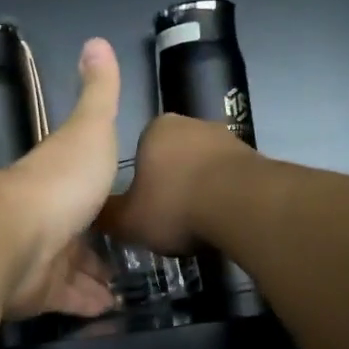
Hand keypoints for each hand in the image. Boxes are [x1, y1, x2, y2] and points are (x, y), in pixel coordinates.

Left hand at [0, 38, 122, 319]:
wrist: (15, 234)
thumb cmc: (60, 180)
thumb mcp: (90, 127)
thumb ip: (98, 92)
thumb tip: (97, 41)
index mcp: (59, 181)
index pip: (84, 191)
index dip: (104, 200)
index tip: (127, 210)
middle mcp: (48, 220)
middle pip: (79, 235)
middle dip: (100, 247)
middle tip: (132, 259)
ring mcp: (42, 259)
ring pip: (74, 272)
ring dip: (96, 280)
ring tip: (126, 289)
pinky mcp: (39, 293)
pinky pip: (68, 300)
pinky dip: (87, 304)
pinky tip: (110, 310)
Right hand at [97, 113, 255, 255]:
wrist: (242, 205)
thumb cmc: (175, 205)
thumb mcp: (129, 220)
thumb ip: (109, 216)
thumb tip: (92, 215)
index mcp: (156, 129)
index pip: (141, 151)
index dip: (142, 181)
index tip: (145, 206)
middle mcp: (192, 124)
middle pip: (174, 157)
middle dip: (172, 184)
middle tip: (169, 217)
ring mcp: (227, 138)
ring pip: (204, 168)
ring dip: (201, 190)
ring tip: (198, 224)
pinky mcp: (256, 158)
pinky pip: (231, 180)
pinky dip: (225, 197)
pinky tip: (222, 221)